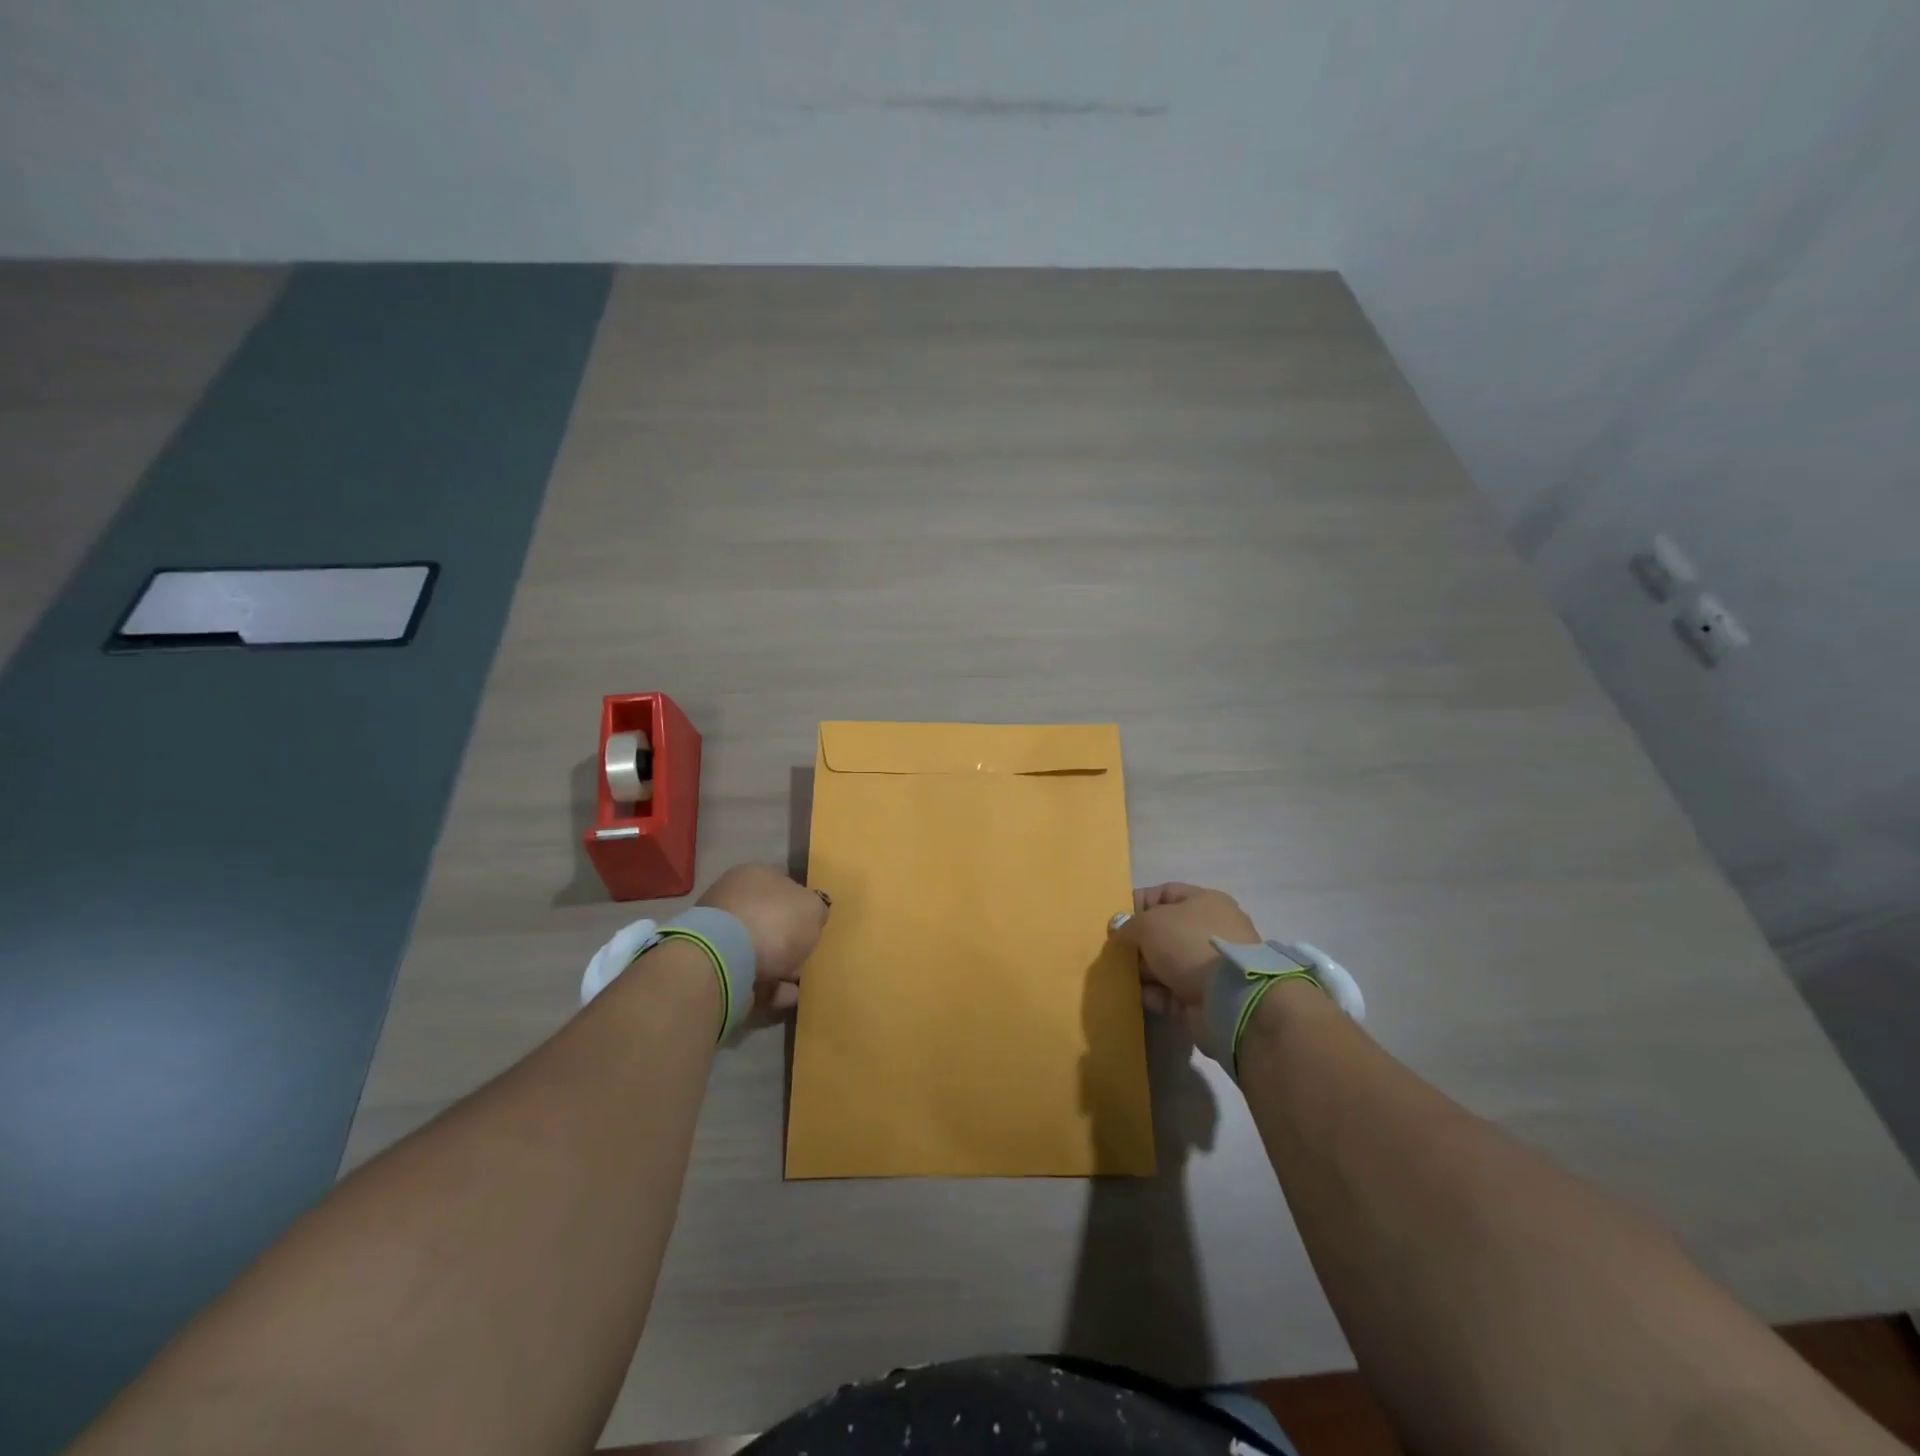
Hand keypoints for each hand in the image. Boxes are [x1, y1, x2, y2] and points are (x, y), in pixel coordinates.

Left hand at [698, 864, 829, 1013]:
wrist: (724, 961)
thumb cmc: (774, 922)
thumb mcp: (813, 908)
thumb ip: (816, 909)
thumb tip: (812, 913)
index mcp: (755, 875)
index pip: (783, 883)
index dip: (801, 903)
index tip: (815, 923)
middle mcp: (733, 899)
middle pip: (769, 918)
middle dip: (788, 938)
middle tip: (808, 954)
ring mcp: (720, 934)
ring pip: (758, 949)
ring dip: (780, 966)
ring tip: (801, 983)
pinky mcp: (713, 967)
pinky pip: (750, 976)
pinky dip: (769, 987)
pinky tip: (788, 997)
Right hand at [1110, 883, 1259, 1027]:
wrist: (1229, 997)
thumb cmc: (1188, 943)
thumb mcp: (1149, 923)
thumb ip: (1128, 924)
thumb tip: (1119, 931)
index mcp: (1204, 901)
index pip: (1164, 893)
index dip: (1138, 903)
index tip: (1116, 920)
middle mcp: (1210, 929)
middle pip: (1164, 931)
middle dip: (1138, 942)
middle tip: (1115, 952)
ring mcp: (1210, 964)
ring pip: (1166, 963)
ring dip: (1144, 971)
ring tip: (1122, 977)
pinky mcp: (1207, 995)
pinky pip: (1173, 990)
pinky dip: (1156, 994)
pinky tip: (1141, 997)